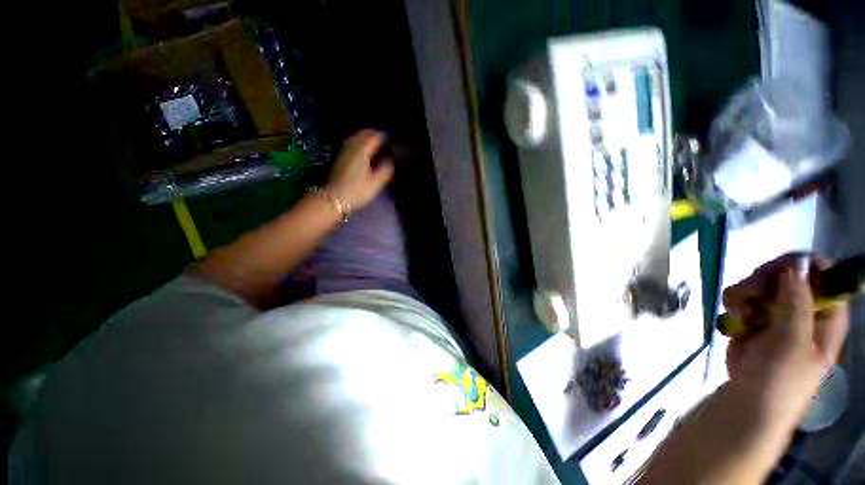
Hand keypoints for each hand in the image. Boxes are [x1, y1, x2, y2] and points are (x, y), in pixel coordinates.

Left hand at [325, 129, 394, 209]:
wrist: (334, 198)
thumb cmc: (357, 191)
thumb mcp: (375, 183)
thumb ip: (385, 170)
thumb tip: (391, 160)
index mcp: (362, 152)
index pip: (373, 137)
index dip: (382, 136)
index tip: (390, 138)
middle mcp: (352, 148)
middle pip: (363, 134)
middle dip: (373, 134)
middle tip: (382, 138)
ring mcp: (344, 152)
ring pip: (355, 138)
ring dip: (364, 137)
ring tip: (373, 141)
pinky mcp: (340, 158)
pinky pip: (351, 144)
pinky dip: (358, 142)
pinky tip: (362, 149)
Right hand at [722, 254, 848, 425]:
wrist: (748, 400)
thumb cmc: (781, 379)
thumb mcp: (794, 344)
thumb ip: (798, 305)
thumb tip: (797, 264)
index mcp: (825, 316)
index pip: (825, 277)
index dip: (807, 266)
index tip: (782, 268)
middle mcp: (803, 308)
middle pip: (788, 274)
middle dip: (766, 279)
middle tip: (752, 294)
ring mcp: (776, 312)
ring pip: (760, 282)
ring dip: (746, 293)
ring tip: (740, 313)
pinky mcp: (751, 316)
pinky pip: (741, 295)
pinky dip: (734, 302)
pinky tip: (734, 317)